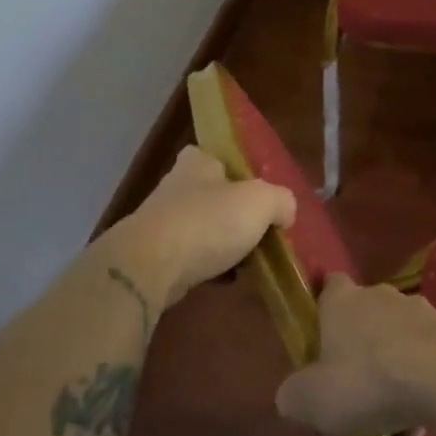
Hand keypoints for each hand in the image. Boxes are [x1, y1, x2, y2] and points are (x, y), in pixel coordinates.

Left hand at [109, 146, 295, 309]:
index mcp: (197, 163)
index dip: (235, 170)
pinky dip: (208, 267)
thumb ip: (281, 201)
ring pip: (201, 228)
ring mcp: (161, 223)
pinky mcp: (154, 257)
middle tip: (259, 227)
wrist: (150, 267)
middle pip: (211, 195)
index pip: (215, 156)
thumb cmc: (208, 221)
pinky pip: (190, 258)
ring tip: (249, 258)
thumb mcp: (261, 201)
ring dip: (221, 242)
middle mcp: (175, 187)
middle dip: (232, 211)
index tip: (254, 190)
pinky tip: (227, 279)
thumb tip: (285, 212)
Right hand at [275, 274, 435, 435]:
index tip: (320, 336)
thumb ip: (294, 394)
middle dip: (360, 348)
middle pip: (365, 316)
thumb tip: (291, 394)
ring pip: (398, 342)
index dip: (324, 307)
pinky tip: (419, 427)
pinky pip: (426, 361)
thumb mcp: (312, 399)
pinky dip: (420, 387)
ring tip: (391, 423)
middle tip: (353, 391)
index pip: (329, 286)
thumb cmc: (368, 381)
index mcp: (343, 301)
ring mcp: (420, 311)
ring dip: (393, 373)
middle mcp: (380, 295)